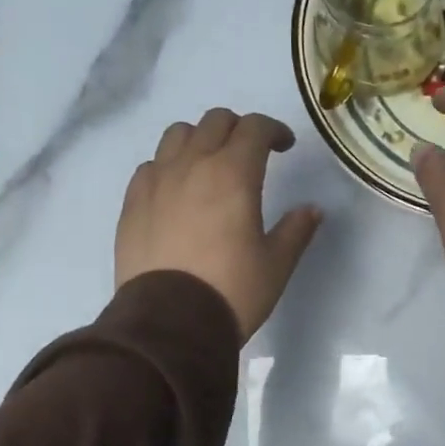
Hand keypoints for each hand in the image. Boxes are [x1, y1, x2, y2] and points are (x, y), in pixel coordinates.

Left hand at [117, 109, 322, 341]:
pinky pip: (150, 165)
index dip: (274, 130)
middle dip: (238, 129)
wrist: (169, 324)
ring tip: (210, 165)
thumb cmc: (232, 290)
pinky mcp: (132, 203)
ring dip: (200, 140)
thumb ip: (296, 230)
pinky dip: (169, 166)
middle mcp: (192, 165)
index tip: (284, 147)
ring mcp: (156, 181)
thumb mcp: (277, 264)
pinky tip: (177, 191)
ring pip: (177, 134)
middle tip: (251, 154)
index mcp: (234, 174)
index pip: (254, 127)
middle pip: (215, 121)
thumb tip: (312, 210)